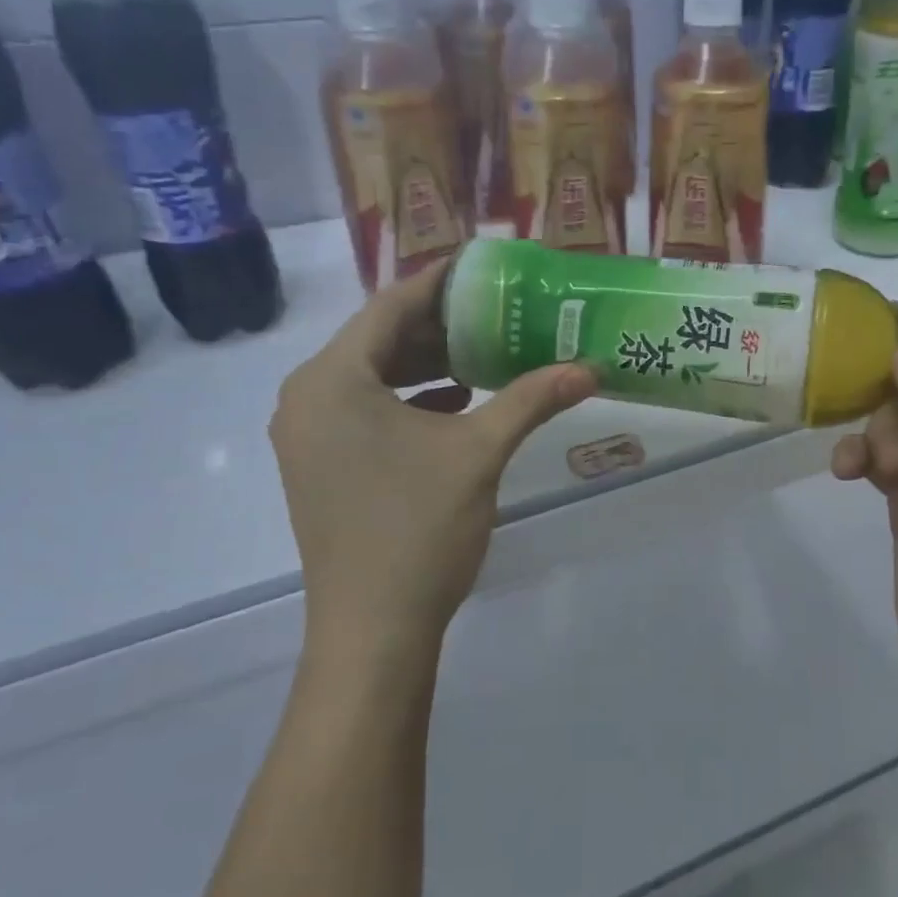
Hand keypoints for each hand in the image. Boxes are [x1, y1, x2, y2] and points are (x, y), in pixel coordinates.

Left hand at [269, 261, 596, 670]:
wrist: (373, 629)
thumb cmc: (419, 528)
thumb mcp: (480, 453)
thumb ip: (532, 399)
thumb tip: (590, 368)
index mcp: (332, 379)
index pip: (391, 306)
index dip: (441, 282)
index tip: (485, 267)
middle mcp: (307, 397)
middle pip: (378, 339)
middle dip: (439, 325)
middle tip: (496, 310)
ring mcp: (308, 435)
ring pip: (372, 376)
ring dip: (426, 363)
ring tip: (485, 352)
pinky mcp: (320, 464)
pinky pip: (366, 409)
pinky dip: (410, 399)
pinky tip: (457, 403)